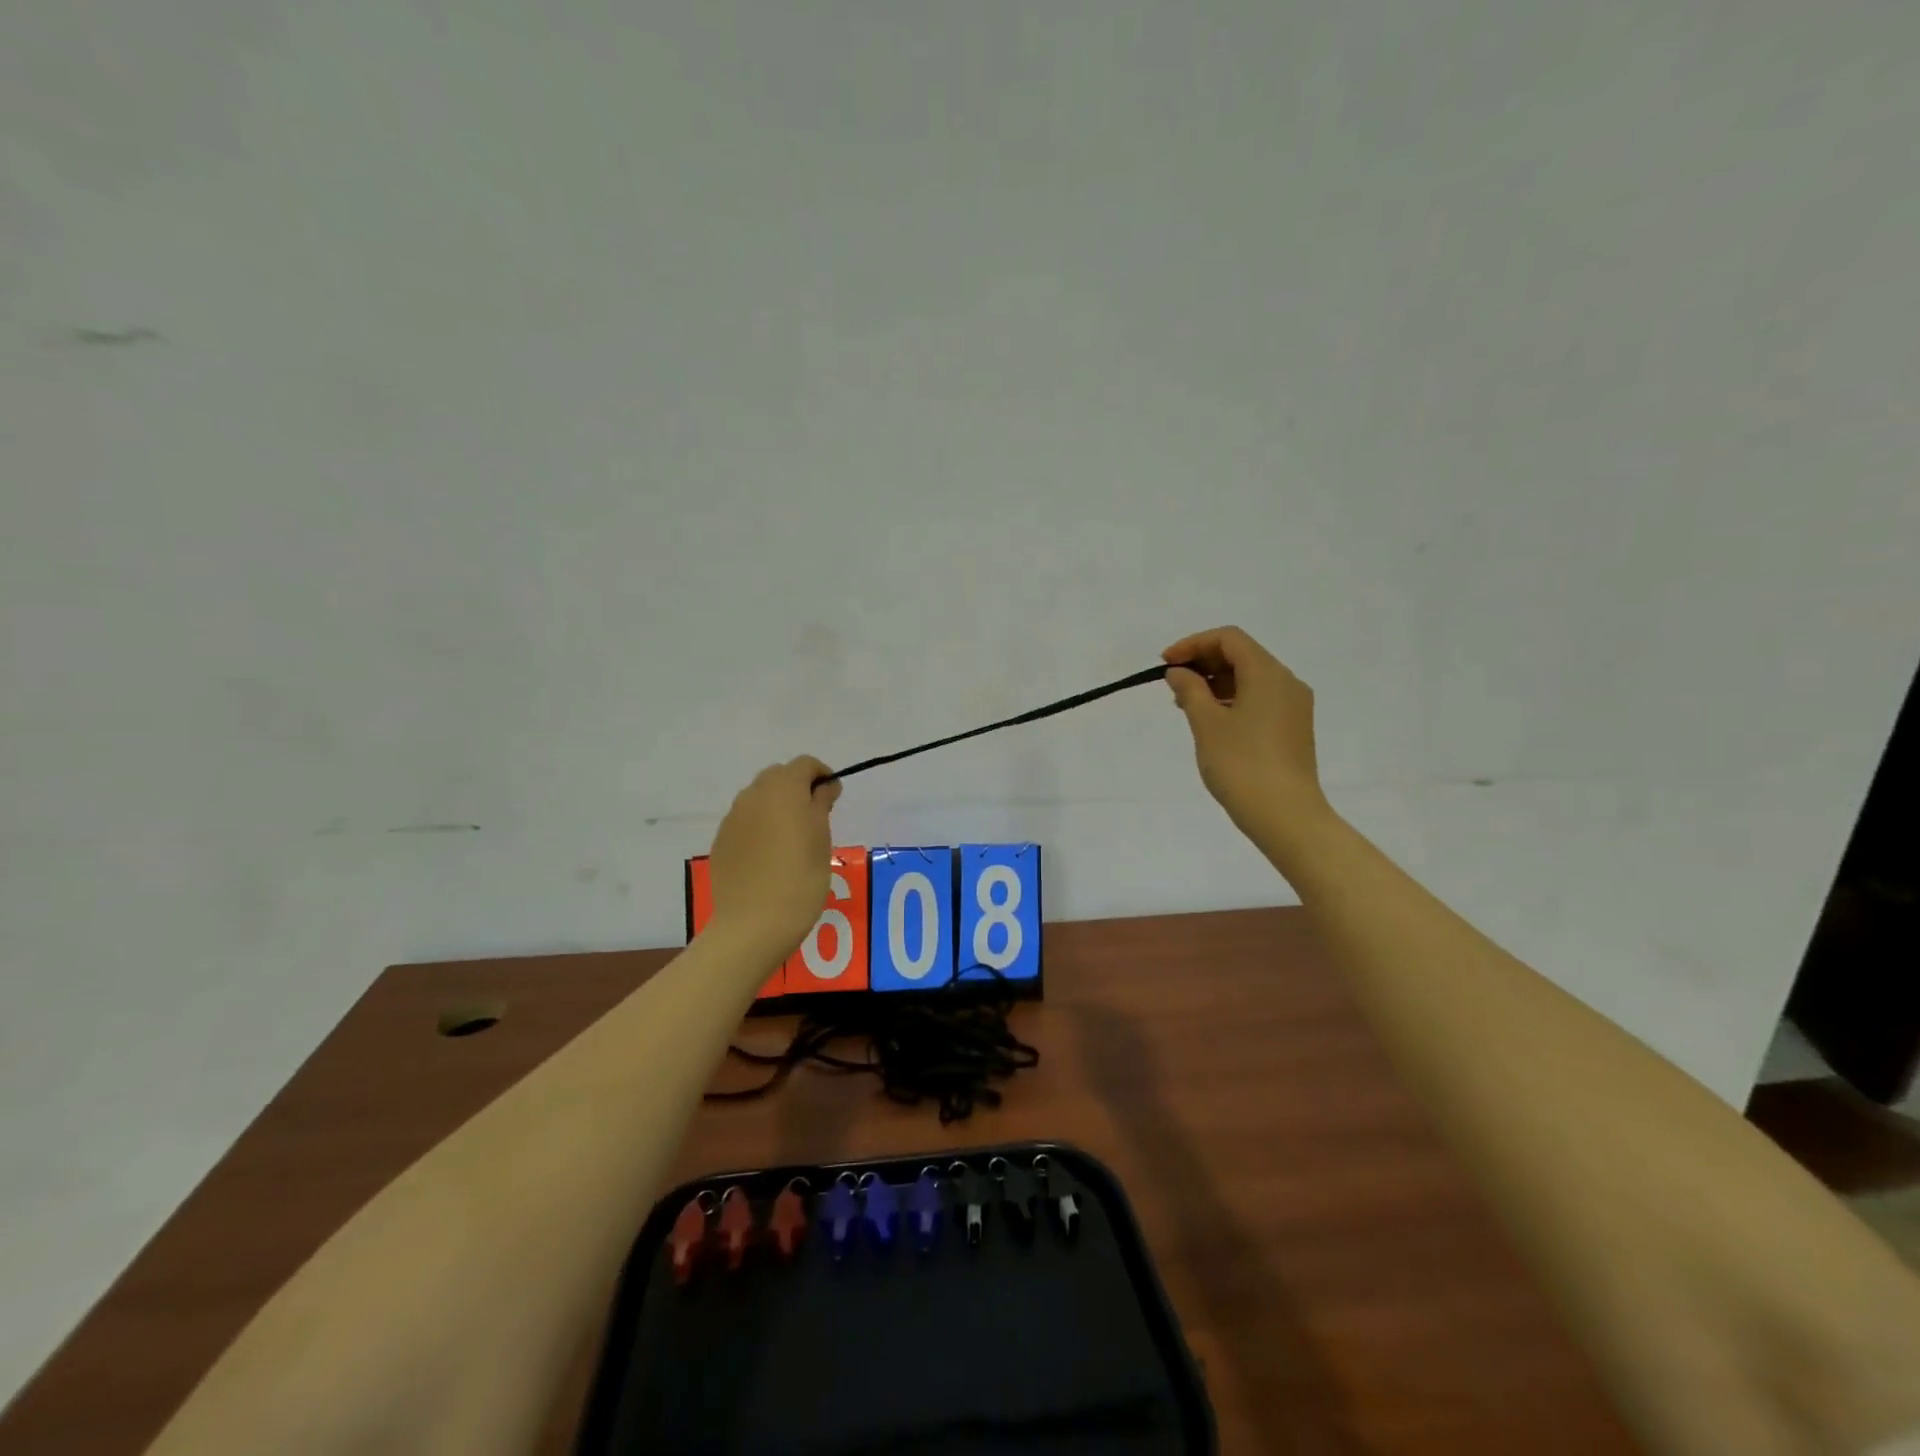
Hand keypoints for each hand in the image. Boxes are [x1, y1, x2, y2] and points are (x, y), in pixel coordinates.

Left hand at [707, 757, 841, 961]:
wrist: (753, 925)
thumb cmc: (800, 879)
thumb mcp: (822, 839)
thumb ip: (821, 804)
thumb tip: (824, 786)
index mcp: (783, 789)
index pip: (805, 764)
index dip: (822, 775)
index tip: (833, 798)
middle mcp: (753, 795)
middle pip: (778, 776)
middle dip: (797, 787)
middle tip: (815, 817)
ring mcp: (733, 818)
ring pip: (759, 797)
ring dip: (777, 806)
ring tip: (792, 838)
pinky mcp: (721, 841)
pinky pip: (745, 821)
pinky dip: (760, 826)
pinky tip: (769, 856)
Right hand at [1162, 627, 1331, 846]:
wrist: (1285, 815)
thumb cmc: (1241, 764)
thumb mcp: (1206, 724)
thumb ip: (1190, 690)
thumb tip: (1179, 672)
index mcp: (1268, 673)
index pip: (1229, 639)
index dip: (1193, 644)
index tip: (1165, 664)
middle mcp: (1286, 682)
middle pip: (1242, 655)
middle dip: (1203, 662)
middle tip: (1172, 684)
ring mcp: (1293, 706)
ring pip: (1250, 678)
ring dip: (1215, 682)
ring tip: (1186, 704)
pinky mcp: (1292, 728)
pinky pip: (1259, 699)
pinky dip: (1231, 699)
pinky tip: (1210, 720)